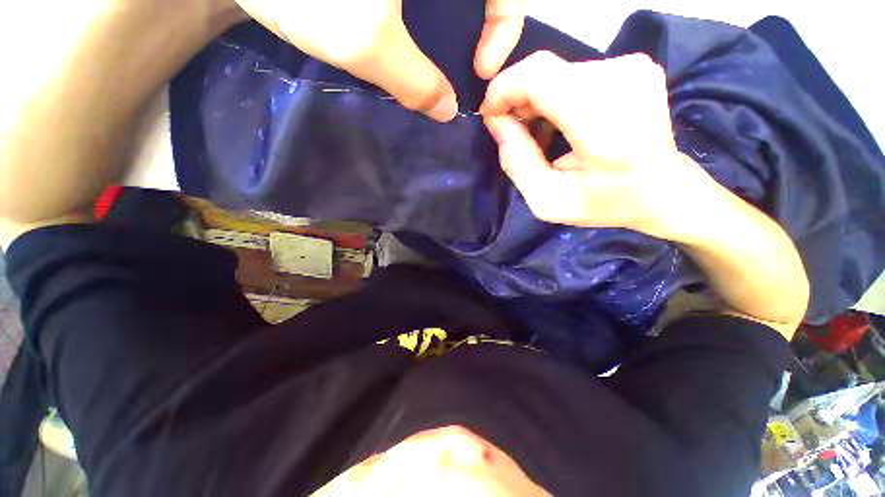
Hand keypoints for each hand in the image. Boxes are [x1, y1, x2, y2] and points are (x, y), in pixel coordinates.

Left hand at [235, 0, 524, 121]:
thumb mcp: (367, 43)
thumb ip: (415, 83)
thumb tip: (447, 111)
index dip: (503, 32)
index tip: (479, 71)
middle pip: (474, 2)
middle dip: (473, 41)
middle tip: (456, 81)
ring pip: (445, 7)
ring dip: (444, 43)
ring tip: (432, 79)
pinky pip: (418, 9)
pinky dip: (420, 35)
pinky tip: (406, 59)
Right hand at [481, 52, 808, 333]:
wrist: (663, 190)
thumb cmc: (604, 202)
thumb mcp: (547, 201)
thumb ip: (516, 163)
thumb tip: (496, 121)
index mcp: (604, 126)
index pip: (539, 76)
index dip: (504, 89)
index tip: (490, 115)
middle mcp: (623, 83)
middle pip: (544, 71)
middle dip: (517, 99)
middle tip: (513, 133)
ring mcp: (634, 68)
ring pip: (556, 71)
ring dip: (536, 101)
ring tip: (539, 135)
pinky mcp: (635, 65)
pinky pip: (574, 72)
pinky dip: (556, 96)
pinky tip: (559, 123)